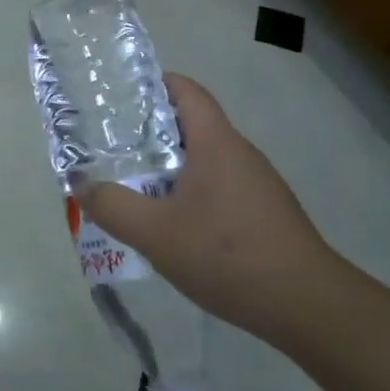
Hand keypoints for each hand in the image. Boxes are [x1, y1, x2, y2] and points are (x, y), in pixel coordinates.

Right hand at [75, 73, 338, 340]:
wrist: (308, 306)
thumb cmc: (228, 255)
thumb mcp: (155, 233)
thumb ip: (112, 206)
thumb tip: (81, 185)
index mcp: (216, 142)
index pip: (186, 90)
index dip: (153, 84)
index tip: (118, 96)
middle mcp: (239, 153)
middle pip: (190, 125)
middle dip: (149, 132)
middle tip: (111, 147)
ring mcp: (256, 184)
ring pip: (203, 160)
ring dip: (168, 168)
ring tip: (133, 187)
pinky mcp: (264, 213)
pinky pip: (218, 187)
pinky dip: (190, 193)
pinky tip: (173, 227)